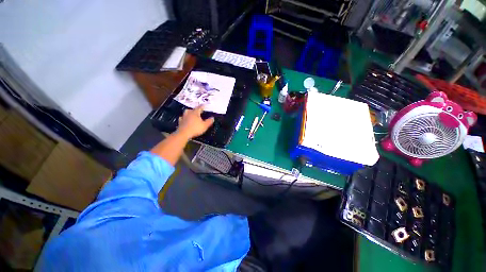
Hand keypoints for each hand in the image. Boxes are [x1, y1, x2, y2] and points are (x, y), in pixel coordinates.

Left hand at [176, 106, 214, 138]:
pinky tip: (184, 119)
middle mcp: (189, 113)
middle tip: (198, 110)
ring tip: (191, 113)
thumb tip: (212, 118)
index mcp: (195, 113)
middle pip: (192, 109)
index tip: (204, 105)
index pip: (199, 108)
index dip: (202, 106)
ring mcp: (184, 117)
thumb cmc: (195, 129)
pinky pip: (182, 118)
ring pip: (186, 112)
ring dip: (189, 112)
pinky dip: (184, 118)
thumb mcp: (205, 126)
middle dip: (195, 109)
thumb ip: (209, 121)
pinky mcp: (180, 122)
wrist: (184, 134)